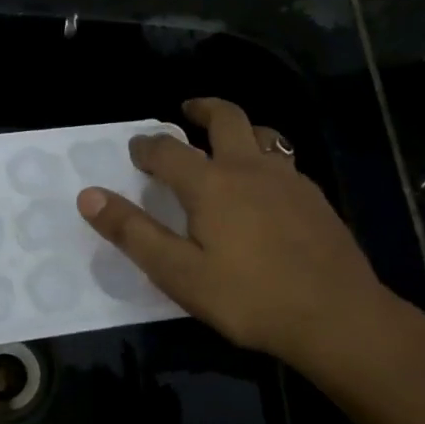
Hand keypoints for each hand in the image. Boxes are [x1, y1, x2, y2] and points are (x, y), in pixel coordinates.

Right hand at [76, 98, 392, 370]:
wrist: (336, 316)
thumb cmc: (249, 298)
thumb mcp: (178, 273)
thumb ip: (133, 232)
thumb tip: (88, 196)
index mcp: (211, 183)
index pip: (168, 149)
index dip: (146, 145)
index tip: (136, 148)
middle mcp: (250, 167)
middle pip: (226, 117)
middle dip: (202, 108)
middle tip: (186, 110)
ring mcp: (289, 179)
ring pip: (263, 134)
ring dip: (240, 129)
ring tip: (228, 143)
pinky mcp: (316, 198)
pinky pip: (285, 162)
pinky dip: (266, 159)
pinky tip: (267, 188)